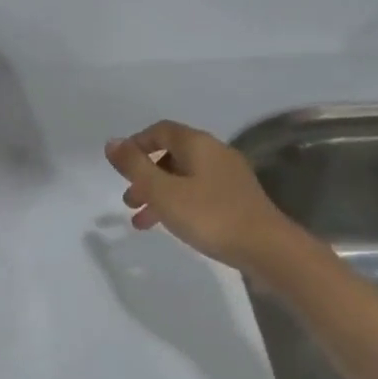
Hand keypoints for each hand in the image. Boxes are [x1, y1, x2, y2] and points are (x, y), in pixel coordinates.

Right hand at [104, 121, 300, 274]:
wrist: (266, 248)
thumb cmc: (209, 215)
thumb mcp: (162, 191)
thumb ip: (134, 166)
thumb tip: (112, 142)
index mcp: (197, 144)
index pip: (161, 130)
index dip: (136, 144)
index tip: (119, 167)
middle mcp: (214, 153)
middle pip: (170, 155)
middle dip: (144, 176)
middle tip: (129, 201)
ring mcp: (228, 177)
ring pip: (182, 177)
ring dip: (158, 194)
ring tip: (141, 222)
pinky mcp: (235, 199)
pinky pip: (197, 193)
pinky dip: (177, 204)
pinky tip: (170, 226)